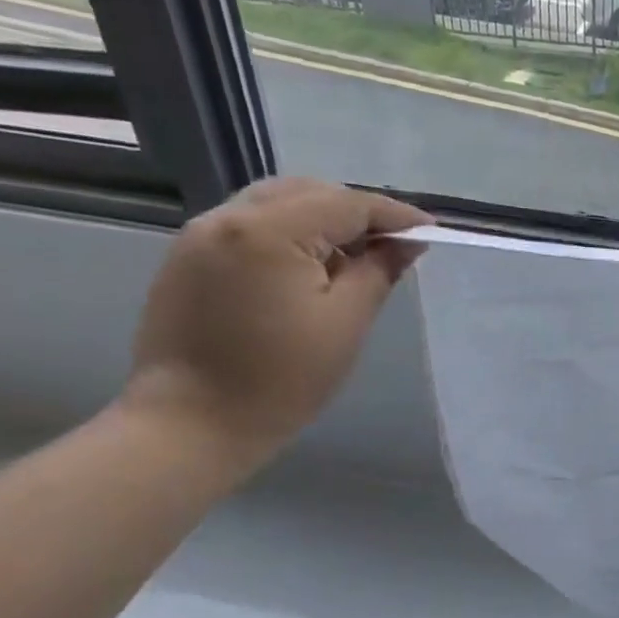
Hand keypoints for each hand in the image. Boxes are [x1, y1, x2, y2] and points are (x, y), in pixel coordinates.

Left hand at [122, 179, 431, 465]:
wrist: (191, 424)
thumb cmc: (280, 380)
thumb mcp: (345, 323)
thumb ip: (378, 271)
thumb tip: (407, 244)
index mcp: (268, 231)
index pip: (346, 204)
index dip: (394, 215)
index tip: (430, 231)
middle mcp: (228, 218)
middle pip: (308, 192)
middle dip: (357, 212)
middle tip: (395, 244)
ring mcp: (200, 235)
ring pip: (276, 203)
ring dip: (322, 219)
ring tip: (356, 254)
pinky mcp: (188, 257)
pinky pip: (250, 224)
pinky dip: (289, 232)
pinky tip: (310, 265)